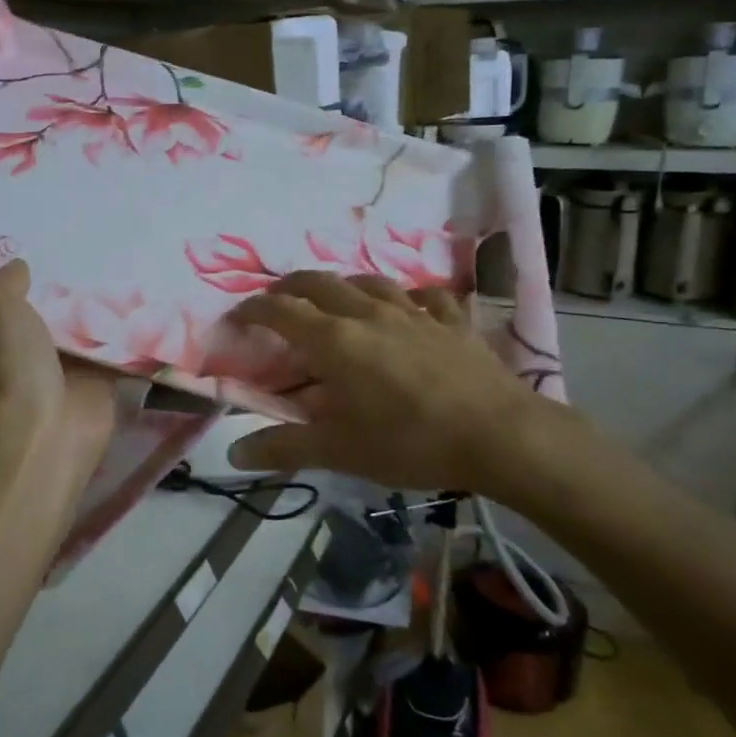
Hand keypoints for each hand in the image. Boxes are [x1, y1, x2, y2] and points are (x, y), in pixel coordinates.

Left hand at [0, 260, 117, 486]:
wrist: (48, 429)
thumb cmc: (14, 366)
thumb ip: (7, 283)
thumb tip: (20, 264)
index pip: (4, 296)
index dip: (20, 271)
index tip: (41, 239)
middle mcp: (25, 349)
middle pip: (49, 307)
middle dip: (67, 282)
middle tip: (91, 239)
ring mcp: (64, 365)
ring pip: (84, 324)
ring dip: (100, 303)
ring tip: (122, 257)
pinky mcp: (100, 378)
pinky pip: (116, 346)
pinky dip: (129, 329)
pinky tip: (146, 294)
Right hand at [226, 272, 577, 508]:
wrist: (501, 435)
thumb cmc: (411, 442)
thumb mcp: (339, 451)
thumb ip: (284, 448)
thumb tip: (234, 454)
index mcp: (335, 341)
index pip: (280, 311)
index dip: (253, 308)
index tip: (237, 315)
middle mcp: (369, 314)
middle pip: (319, 282)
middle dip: (290, 286)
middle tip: (276, 299)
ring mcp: (414, 313)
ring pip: (369, 281)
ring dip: (342, 285)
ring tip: (334, 297)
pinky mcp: (452, 321)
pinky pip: (424, 296)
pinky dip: (406, 296)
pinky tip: (409, 306)